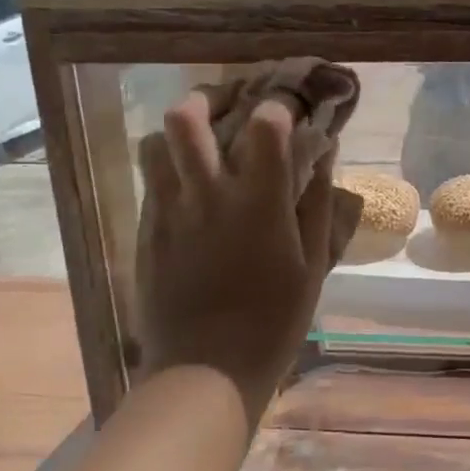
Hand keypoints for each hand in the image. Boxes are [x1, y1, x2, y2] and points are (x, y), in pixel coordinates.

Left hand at [135, 94, 335, 417]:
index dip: (278, 106)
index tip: (288, 112)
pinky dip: (168, 171)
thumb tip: (323, 155)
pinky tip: (189, 190)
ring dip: (177, 134)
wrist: (206, 370)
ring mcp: (169, 212)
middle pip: (186, 118)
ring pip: (154, 145)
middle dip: (207, 99)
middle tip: (227, 108)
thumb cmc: (274, 320)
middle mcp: (208, 194)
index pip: (264, 122)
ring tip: (200, 146)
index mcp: (259, 200)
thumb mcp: (313, 264)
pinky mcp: (146, 234)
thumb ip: (318, 204)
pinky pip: (150, 183)